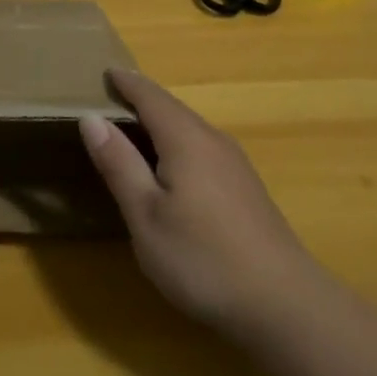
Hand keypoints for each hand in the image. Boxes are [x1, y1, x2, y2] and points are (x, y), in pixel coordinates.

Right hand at [79, 69, 325, 343]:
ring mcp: (235, 164)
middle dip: (142, 99)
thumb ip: (119, 164)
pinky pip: (202, 147)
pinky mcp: (246, 188)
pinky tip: (170, 166)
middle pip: (172, 109)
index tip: (104, 71)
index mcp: (185, 140)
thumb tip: (92, 118)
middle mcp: (213, 141)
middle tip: (111, 96)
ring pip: (190, 129)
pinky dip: (177, 142)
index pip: (150, 96)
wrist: (284, 304)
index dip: (126, 83)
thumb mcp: (146, 215)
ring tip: (133, 127)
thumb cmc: (202, 258)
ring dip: (160, 121)